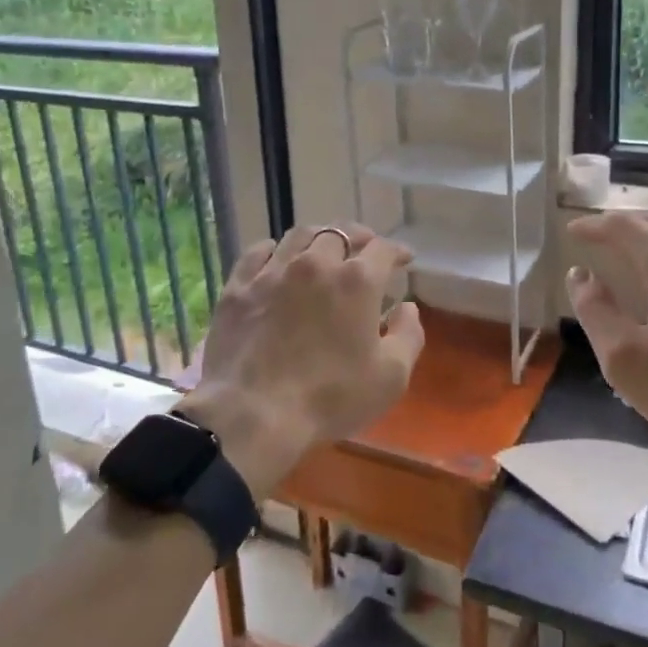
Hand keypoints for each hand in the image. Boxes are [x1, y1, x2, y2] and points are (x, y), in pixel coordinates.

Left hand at [177, 224, 423, 499]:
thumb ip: (408, 335)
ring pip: (300, 235)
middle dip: (358, 238)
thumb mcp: (390, 377)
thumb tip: (406, 307)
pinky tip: (278, 259)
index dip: (396, 251)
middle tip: (364, 251)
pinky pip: (258, 252)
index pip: (382, 249)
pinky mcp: (239, 286)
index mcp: (357, 281)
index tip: (403, 259)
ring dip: (319, 238)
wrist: (254, 413)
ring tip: (323, 249)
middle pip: (341, 233)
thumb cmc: (330, 397)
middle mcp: (316, 263)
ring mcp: (273, 271)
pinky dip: (275, 250)